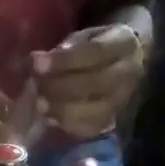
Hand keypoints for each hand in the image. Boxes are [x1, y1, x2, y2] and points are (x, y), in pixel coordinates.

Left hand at [32, 23, 146, 138]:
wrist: (129, 61)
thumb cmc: (98, 46)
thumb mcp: (84, 37)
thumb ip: (64, 49)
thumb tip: (36, 63)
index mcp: (123, 44)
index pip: (93, 52)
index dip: (62, 60)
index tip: (36, 63)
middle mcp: (127, 74)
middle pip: (92, 84)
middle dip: (58, 87)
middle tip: (35, 86)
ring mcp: (122, 101)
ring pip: (91, 111)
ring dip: (60, 109)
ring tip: (40, 103)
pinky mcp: (113, 121)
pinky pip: (89, 128)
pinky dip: (66, 124)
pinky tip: (51, 117)